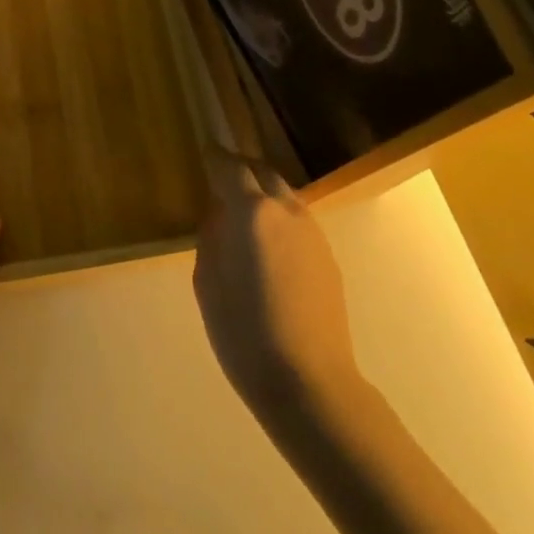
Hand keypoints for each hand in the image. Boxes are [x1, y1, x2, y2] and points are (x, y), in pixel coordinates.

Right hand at [194, 153, 360, 419]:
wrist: (309, 382)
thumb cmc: (244, 333)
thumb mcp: (207, 284)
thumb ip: (211, 239)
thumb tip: (218, 218)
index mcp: (252, 212)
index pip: (230, 168)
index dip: (215, 157)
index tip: (205, 151)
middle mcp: (286, 211)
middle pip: (263, 172)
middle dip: (242, 169)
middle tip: (222, 177)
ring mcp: (313, 232)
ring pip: (285, 195)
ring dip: (264, 193)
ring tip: (243, 211)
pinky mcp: (328, 257)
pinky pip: (298, 221)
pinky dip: (280, 218)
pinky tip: (268, 245)